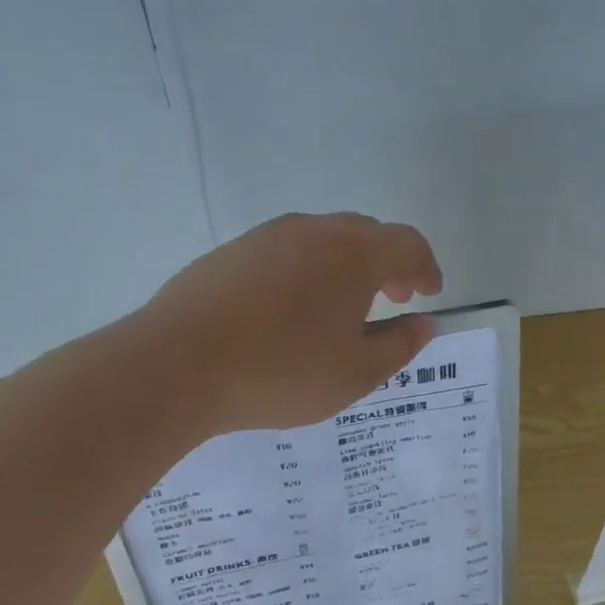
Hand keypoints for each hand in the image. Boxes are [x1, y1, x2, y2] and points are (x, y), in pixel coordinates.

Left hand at [143, 213, 442, 432]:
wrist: (176, 365)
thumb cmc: (280, 372)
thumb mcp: (355, 374)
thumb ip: (400, 346)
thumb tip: (423, 324)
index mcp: (354, 254)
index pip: (408, 244)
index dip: (426, 268)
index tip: (429, 295)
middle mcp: (314, 231)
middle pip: (368, 233)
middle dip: (389, 264)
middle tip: (391, 301)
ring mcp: (268, 236)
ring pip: (325, 239)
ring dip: (347, 266)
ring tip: (341, 309)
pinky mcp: (232, 251)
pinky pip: (287, 250)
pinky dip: (308, 271)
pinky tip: (291, 311)